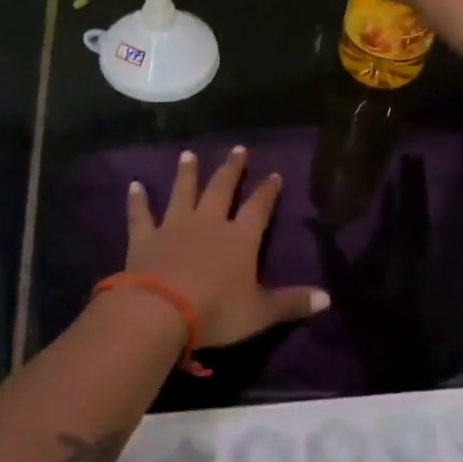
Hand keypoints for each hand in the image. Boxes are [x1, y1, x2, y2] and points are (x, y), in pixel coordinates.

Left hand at [125, 147, 328, 347]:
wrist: (160, 312)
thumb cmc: (216, 311)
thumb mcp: (260, 313)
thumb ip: (292, 303)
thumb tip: (328, 298)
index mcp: (240, 238)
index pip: (258, 208)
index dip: (268, 191)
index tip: (275, 174)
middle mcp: (209, 223)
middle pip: (221, 189)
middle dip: (231, 169)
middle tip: (238, 148)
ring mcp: (174, 226)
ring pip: (182, 192)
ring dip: (186, 173)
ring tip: (188, 154)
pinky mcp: (145, 238)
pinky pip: (141, 214)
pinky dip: (137, 200)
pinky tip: (134, 185)